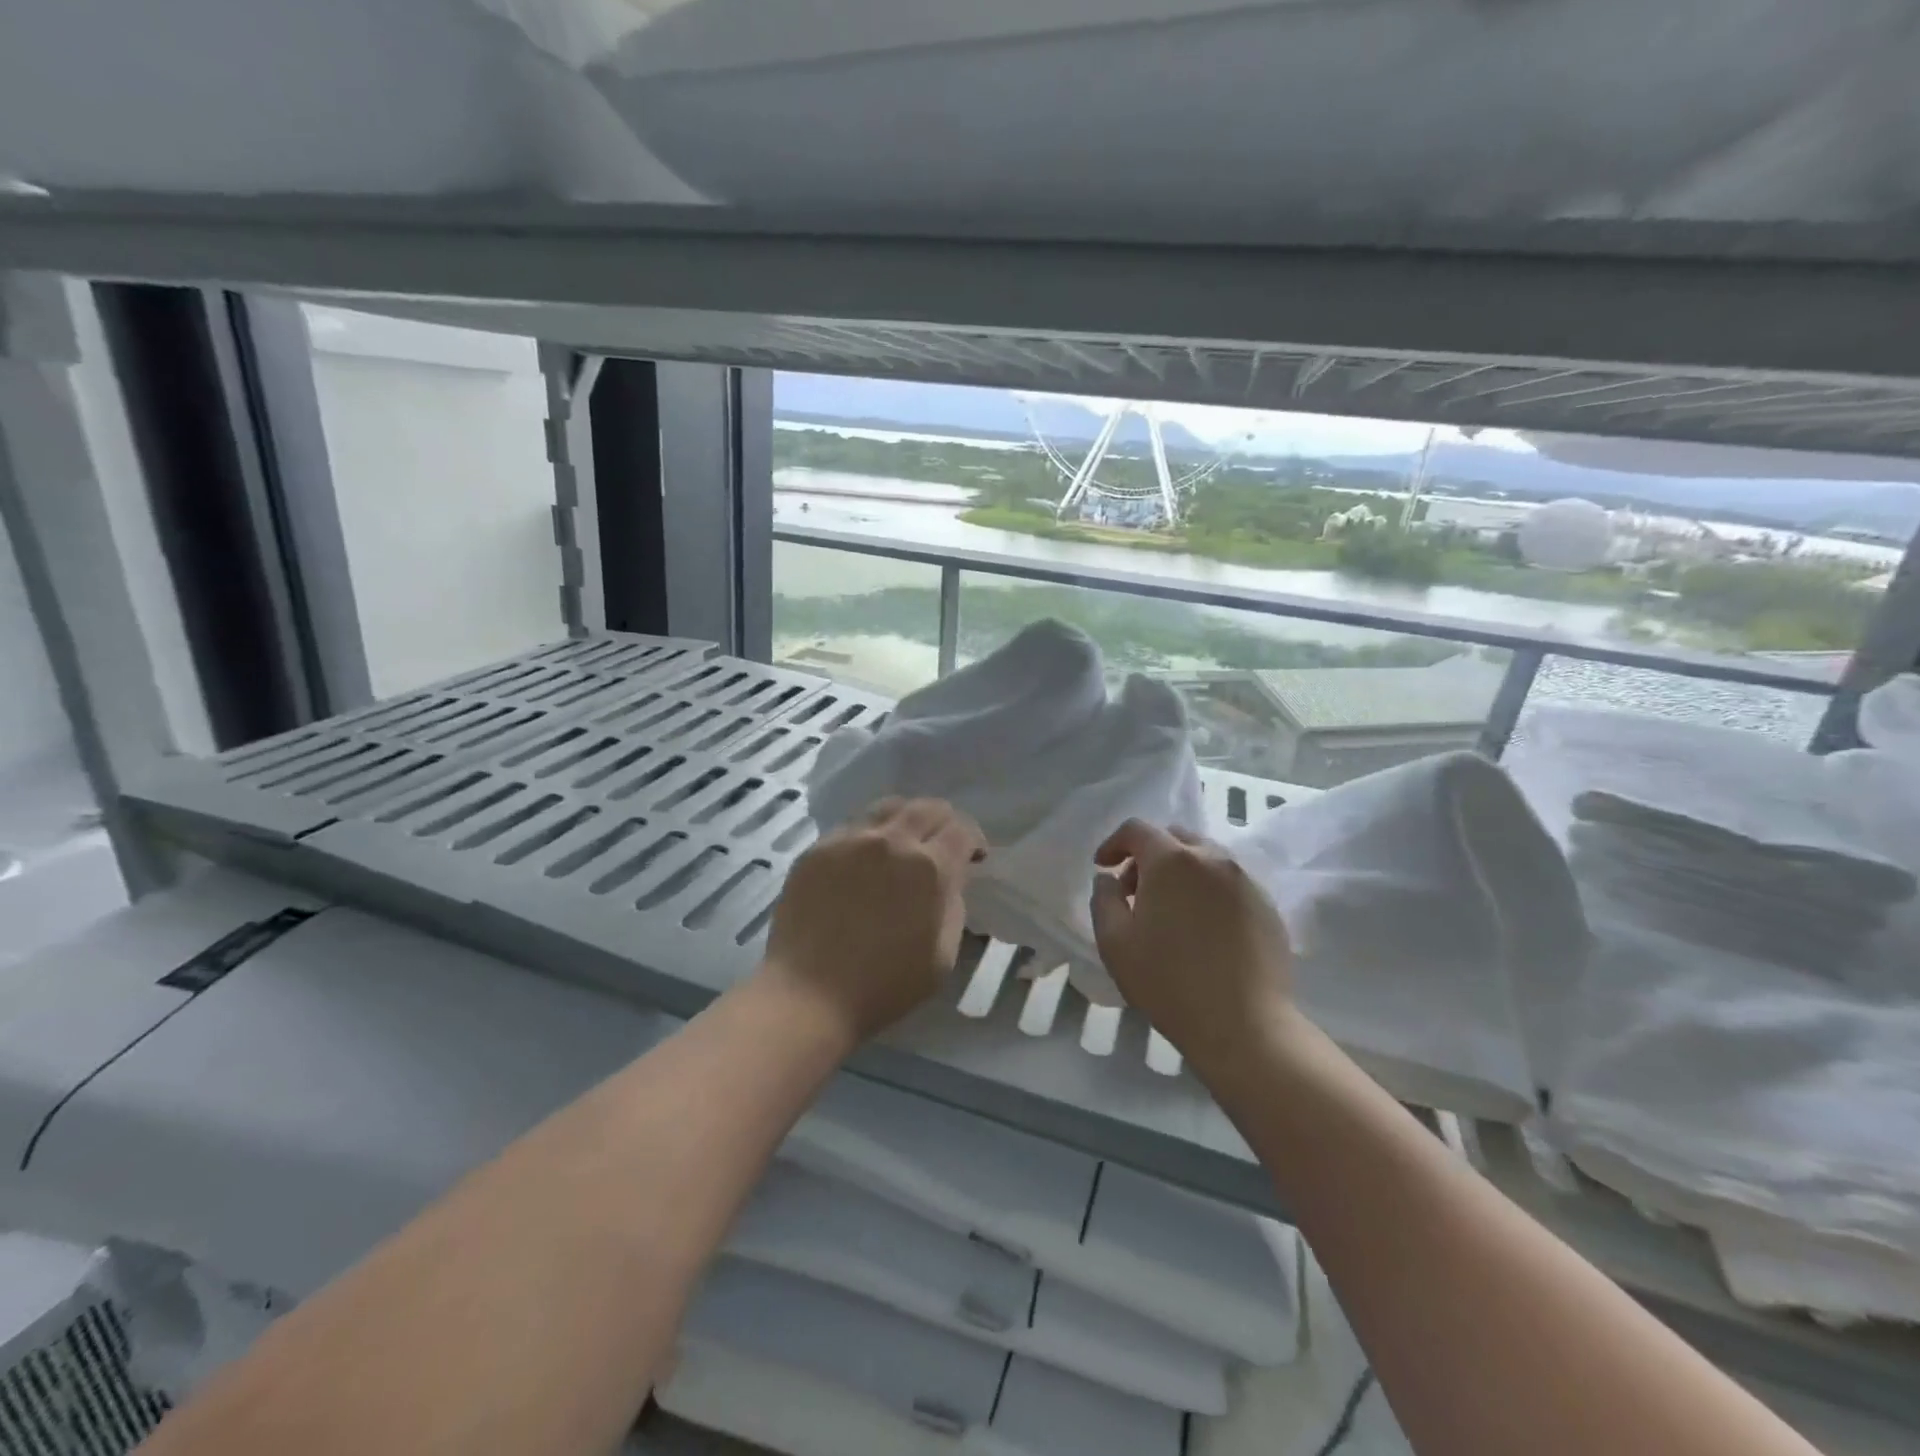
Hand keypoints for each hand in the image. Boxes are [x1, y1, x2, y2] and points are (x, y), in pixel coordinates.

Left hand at [762, 798, 986, 1045]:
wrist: (809, 995)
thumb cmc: (885, 985)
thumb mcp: (943, 955)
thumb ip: (953, 905)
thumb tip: (950, 879)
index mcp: (929, 867)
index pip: (962, 829)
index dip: (974, 841)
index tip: (973, 858)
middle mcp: (891, 841)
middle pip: (927, 807)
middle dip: (944, 823)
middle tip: (942, 845)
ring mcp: (850, 839)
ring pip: (888, 807)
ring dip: (907, 819)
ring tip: (904, 843)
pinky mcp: (818, 848)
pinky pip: (853, 825)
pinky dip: (871, 834)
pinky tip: (866, 859)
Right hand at [1089, 820, 1298, 1078]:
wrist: (1245, 1026)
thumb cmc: (1169, 982)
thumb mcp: (1114, 942)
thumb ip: (1104, 899)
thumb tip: (1108, 878)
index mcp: (1172, 860)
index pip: (1137, 829)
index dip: (1114, 843)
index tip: (1102, 867)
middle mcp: (1213, 859)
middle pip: (1175, 837)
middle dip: (1148, 856)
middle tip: (1135, 892)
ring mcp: (1246, 881)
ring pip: (1206, 859)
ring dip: (1181, 872)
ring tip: (1170, 912)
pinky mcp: (1268, 906)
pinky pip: (1230, 883)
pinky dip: (1208, 891)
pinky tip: (1202, 929)